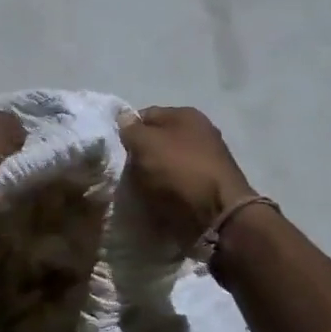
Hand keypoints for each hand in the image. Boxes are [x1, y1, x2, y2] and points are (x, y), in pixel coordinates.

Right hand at [119, 106, 257, 253]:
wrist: (217, 216)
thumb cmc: (179, 172)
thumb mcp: (146, 144)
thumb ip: (131, 129)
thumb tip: (123, 118)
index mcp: (186, 116)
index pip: (145, 115)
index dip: (126, 130)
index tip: (113, 150)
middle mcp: (199, 133)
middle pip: (156, 141)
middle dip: (138, 156)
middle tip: (121, 172)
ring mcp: (205, 161)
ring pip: (164, 165)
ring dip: (149, 177)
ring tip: (134, 190)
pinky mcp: (206, 187)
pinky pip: (175, 185)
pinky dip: (163, 193)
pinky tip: (152, 202)